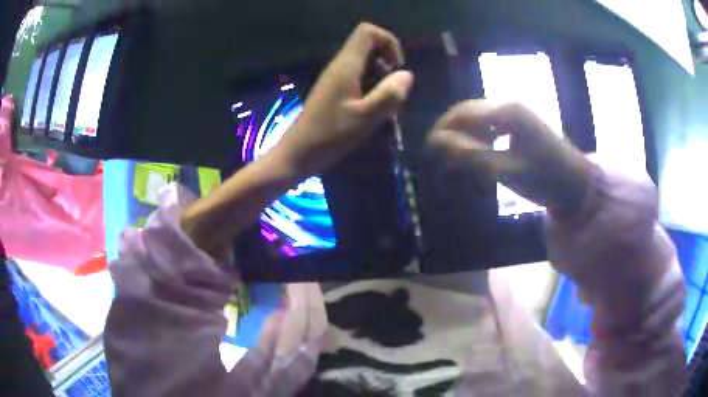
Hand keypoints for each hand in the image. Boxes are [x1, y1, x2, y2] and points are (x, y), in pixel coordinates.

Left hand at [268, 22, 414, 177]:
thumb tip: (407, 75)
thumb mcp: (366, 118)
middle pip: (368, 46)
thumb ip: (389, 94)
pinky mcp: (333, 91)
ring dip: (381, 77)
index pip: (368, 32)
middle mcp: (339, 66)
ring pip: (365, 63)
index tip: (397, 67)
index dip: (388, 42)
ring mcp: (335, 78)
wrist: (297, 154)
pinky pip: (358, 78)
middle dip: (388, 62)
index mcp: (346, 65)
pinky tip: (372, 110)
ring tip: (385, 103)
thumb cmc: (330, 136)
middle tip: (393, 89)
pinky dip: (371, 87)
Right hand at [429, 100, 594, 217]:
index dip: (442, 129)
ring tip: (456, 163)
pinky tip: (477, 158)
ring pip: (480, 121)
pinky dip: (480, 142)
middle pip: (469, 113)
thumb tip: (436, 141)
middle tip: (439, 159)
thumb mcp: (505, 170)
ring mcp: (517, 113)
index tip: (427, 149)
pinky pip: (492, 128)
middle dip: (452, 134)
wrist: (576, 187)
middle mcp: (510, 105)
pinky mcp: (521, 124)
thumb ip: (471, 154)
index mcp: (507, 111)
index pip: (463, 112)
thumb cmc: (544, 180)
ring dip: (465, 139)